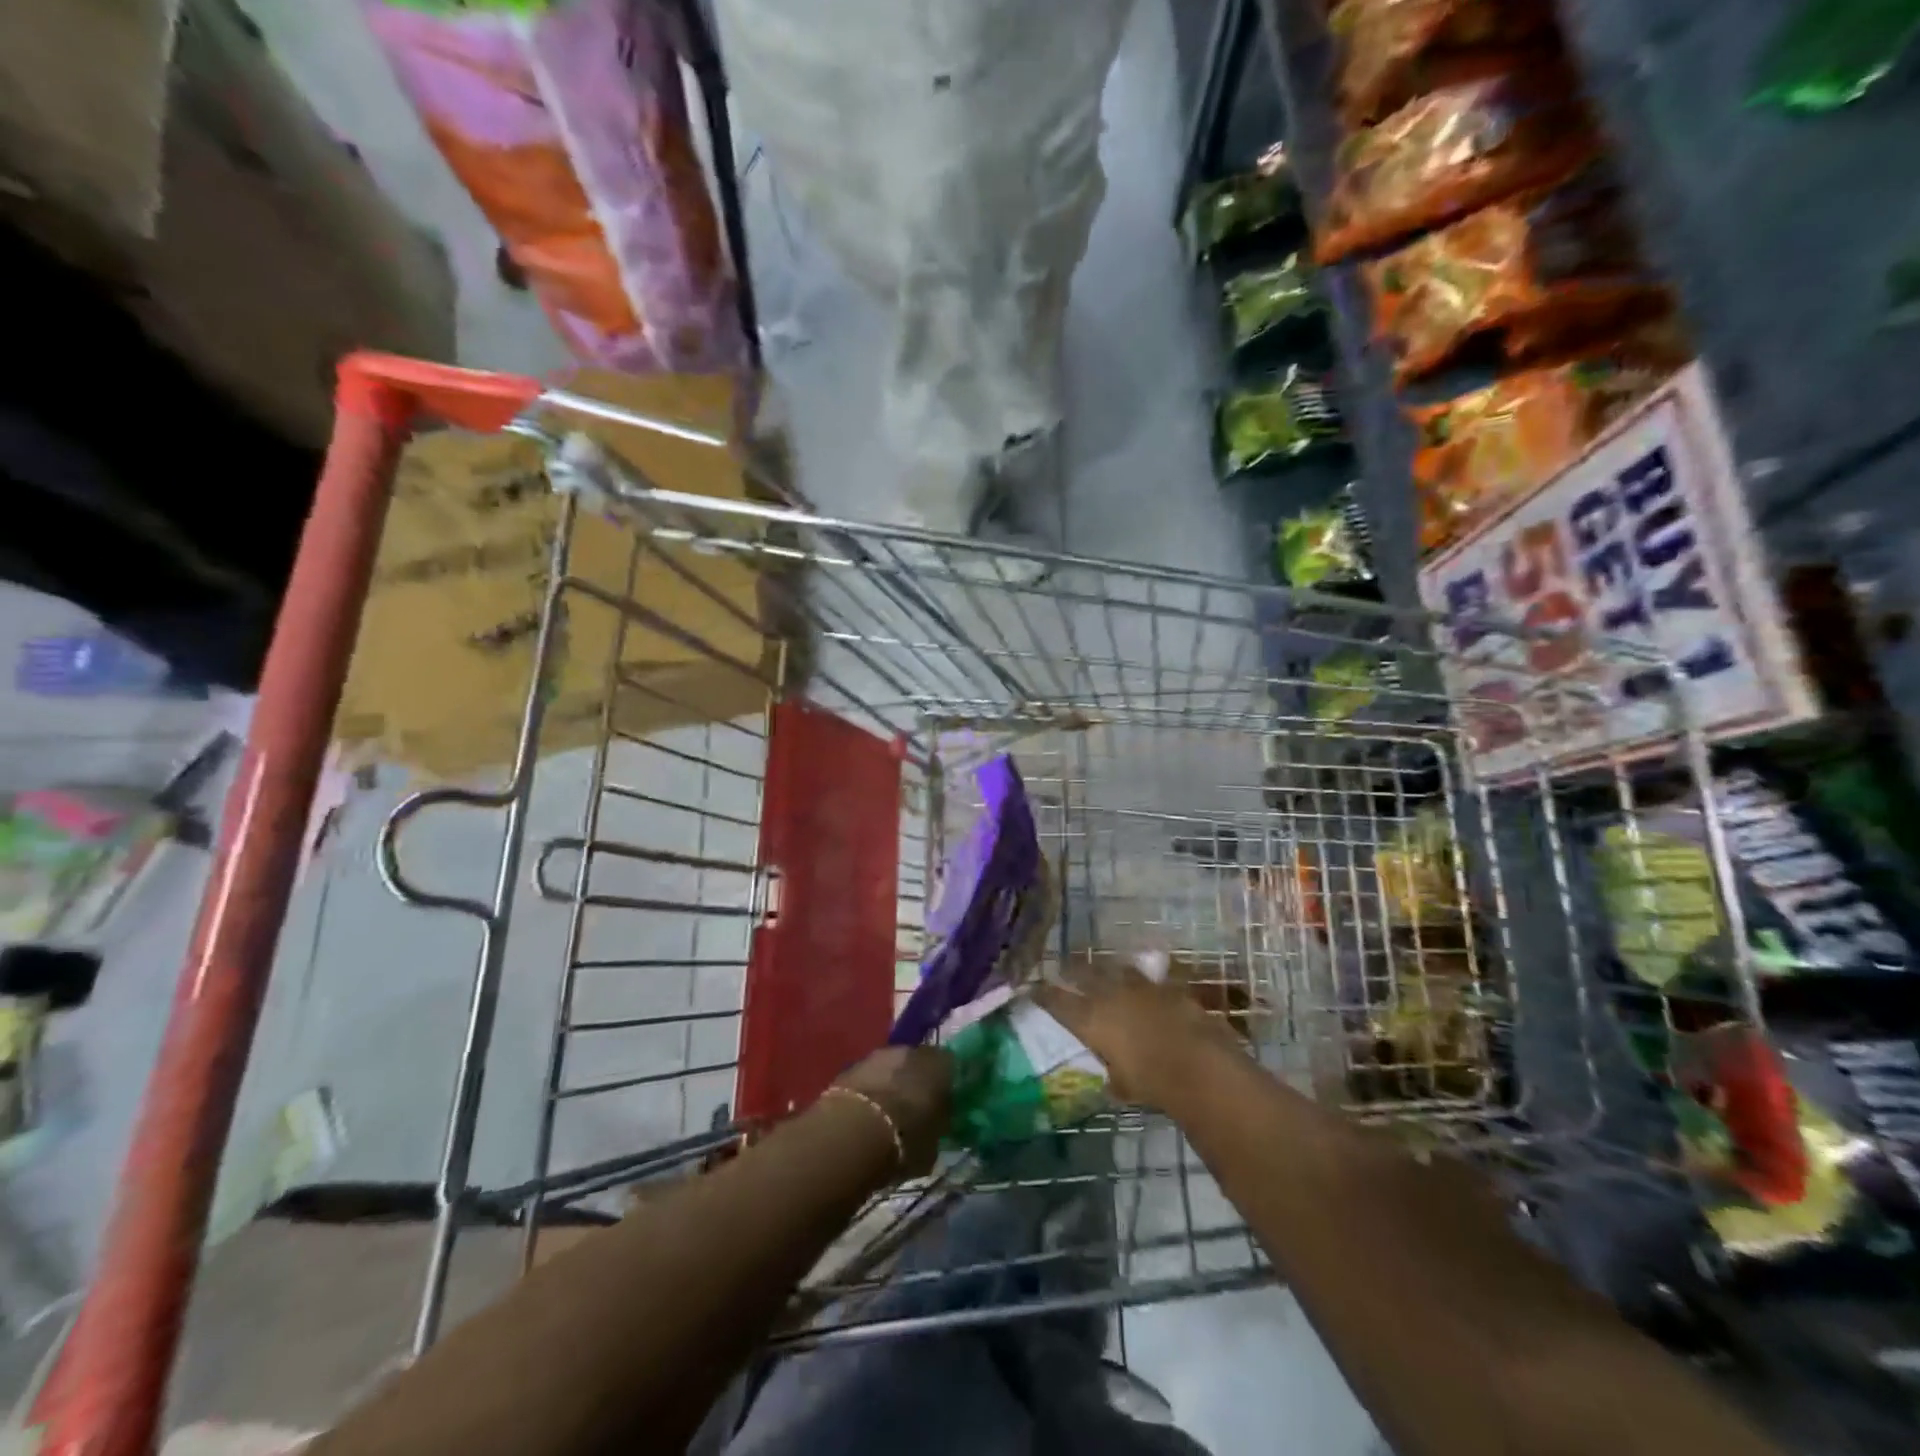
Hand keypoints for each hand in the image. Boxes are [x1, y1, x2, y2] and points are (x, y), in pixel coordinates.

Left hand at [832, 1046, 953, 1177]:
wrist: (854, 1131)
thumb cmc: (906, 1138)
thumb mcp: (934, 1144)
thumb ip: (938, 1126)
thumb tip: (938, 1124)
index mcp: (940, 1064)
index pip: (951, 1067)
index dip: (947, 1085)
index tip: (945, 1104)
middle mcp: (912, 1051)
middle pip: (919, 1062)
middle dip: (917, 1080)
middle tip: (915, 1107)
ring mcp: (879, 1054)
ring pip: (892, 1066)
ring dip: (891, 1083)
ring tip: (888, 1112)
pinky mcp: (852, 1065)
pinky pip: (869, 1076)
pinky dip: (870, 1089)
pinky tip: (866, 1113)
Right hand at [1032, 955, 1241, 1109]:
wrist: (1197, 1063)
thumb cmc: (1150, 1082)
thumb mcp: (1123, 1086)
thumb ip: (1113, 1077)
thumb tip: (1111, 1081)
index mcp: (1090, 1018)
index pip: (1056, 1000)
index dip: (1042, 994)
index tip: (1032, 989)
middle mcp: (1109, 994)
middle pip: (1082, 973)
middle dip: (1071, 970)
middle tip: (1063, 969)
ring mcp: (1139, 985)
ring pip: (1115, 968)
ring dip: (1107, 969)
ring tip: (1104, 970)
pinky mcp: (1167, 985)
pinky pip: (1149, 978)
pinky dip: (1143, 982)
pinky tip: (1145, 986)